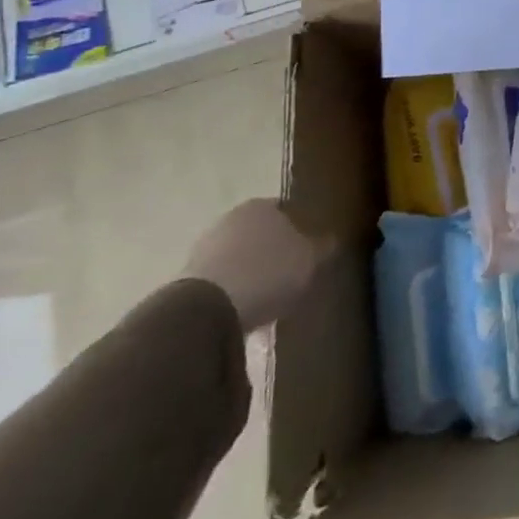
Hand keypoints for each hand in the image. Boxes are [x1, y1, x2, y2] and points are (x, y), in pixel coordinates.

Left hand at [181, 199, 328, 330]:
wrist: (207, 309)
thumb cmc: (268, 274)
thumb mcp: (310, 261)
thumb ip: (323, 248)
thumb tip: (331, 241)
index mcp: (261, 206)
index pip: (285, 211)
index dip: (298, 231)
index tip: (306, 253)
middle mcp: (231, 218)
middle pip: (258, 234)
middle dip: (270, 252)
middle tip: (287, 277)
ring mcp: (204, 247)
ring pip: (237, 257)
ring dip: (248, 274)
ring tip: (265, 301)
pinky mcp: (186, 278)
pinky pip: (219, 281)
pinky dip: (230, 293)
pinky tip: (241, 313)